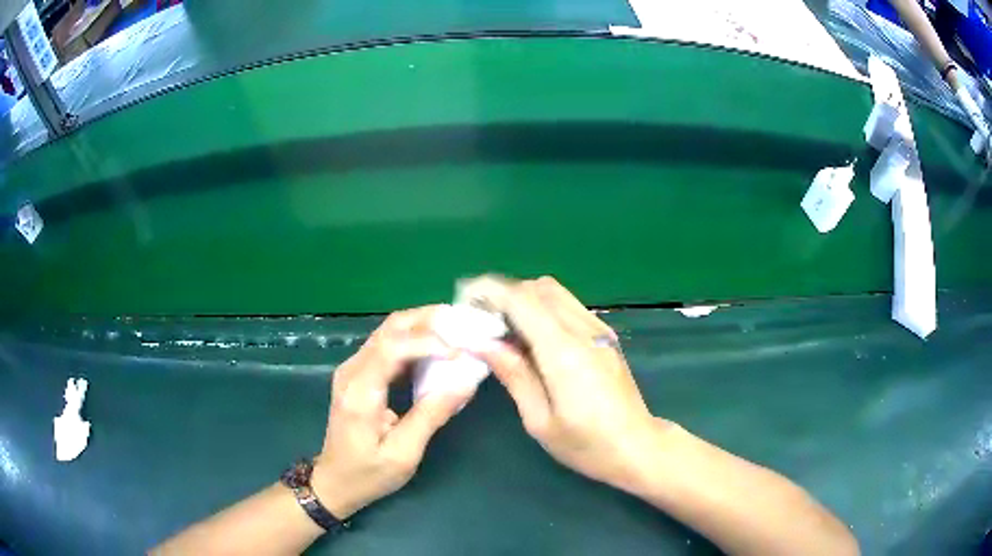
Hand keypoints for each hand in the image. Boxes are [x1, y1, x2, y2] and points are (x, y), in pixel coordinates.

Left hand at [312, 306, 475, 517]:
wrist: (334, 481)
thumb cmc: (368, 474)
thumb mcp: (403, 454)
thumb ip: (431, 415)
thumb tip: (465, 382)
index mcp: (360, 392)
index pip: (392, 347)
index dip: (428, 342)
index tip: (461, 352)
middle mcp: (352, 371)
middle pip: (390, 328)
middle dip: (429, 320)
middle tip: (466, 323)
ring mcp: (353, 369)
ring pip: (389, 331)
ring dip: (424, 326)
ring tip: (458, 330)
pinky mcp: (359, 373)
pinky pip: (389, 345)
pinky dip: (415, 340)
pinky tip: (439, 347)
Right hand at [472, 276, 664, 490]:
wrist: (638, 447)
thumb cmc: (586, 445)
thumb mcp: (540, 420)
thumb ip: (513, 374)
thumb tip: (481, 342)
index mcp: (564, 352)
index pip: (522, 300)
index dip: (489, 291)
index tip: (464, 300)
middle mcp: (584, 330)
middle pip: (538, 288)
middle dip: (504, 294)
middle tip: (481, 320)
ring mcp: (599, 329)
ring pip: (554, 292)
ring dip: (524, 300)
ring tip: (503, 329)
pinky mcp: (605, 334)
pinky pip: (568, 305)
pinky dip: (543, 309)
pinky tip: (532, 338)